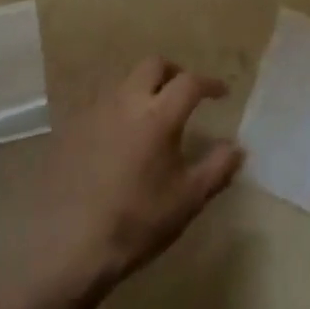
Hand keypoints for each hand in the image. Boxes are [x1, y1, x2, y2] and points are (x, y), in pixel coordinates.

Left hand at [21, 58, 243, 299]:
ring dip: (144, 88)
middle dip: (174, 72)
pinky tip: (120, 134)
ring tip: (153, 113)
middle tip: (184, 93)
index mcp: (158, 115)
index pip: (190, 82)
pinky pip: (102, 102)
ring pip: (125, 81)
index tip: (221, 93)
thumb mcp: (187, 200)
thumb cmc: (137, 221)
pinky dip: (119, 107)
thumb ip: (217, 168)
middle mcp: (126, 100)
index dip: (209, 84)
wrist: (71, 243)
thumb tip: (238, 147)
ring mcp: (95, 110)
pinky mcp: (72, 125)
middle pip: (153, 65)